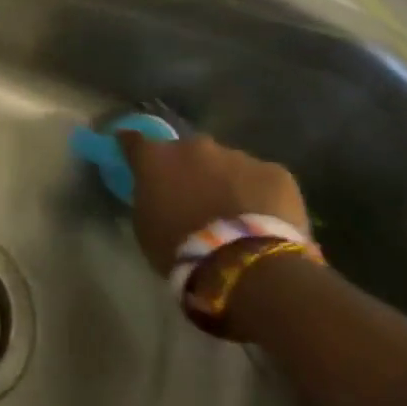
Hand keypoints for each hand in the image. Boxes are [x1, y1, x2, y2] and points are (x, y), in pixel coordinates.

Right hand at [119, 132, 308, 275]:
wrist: (245, 264)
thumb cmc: (180, 249)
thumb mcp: (145, 225)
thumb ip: (148, 197)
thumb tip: (155, 190)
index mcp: (156, 158)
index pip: (134, 140)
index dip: (132, 145)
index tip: (131, 150)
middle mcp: (194, 147)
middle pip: (187, 151)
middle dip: (188, 167)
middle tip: (192, 194)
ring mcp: (237, 156)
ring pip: (227, 164)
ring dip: (224, 180)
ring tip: (232, 212)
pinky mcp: (275, 172)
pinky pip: (261, 179)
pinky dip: (259, 193)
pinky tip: (263, 220)